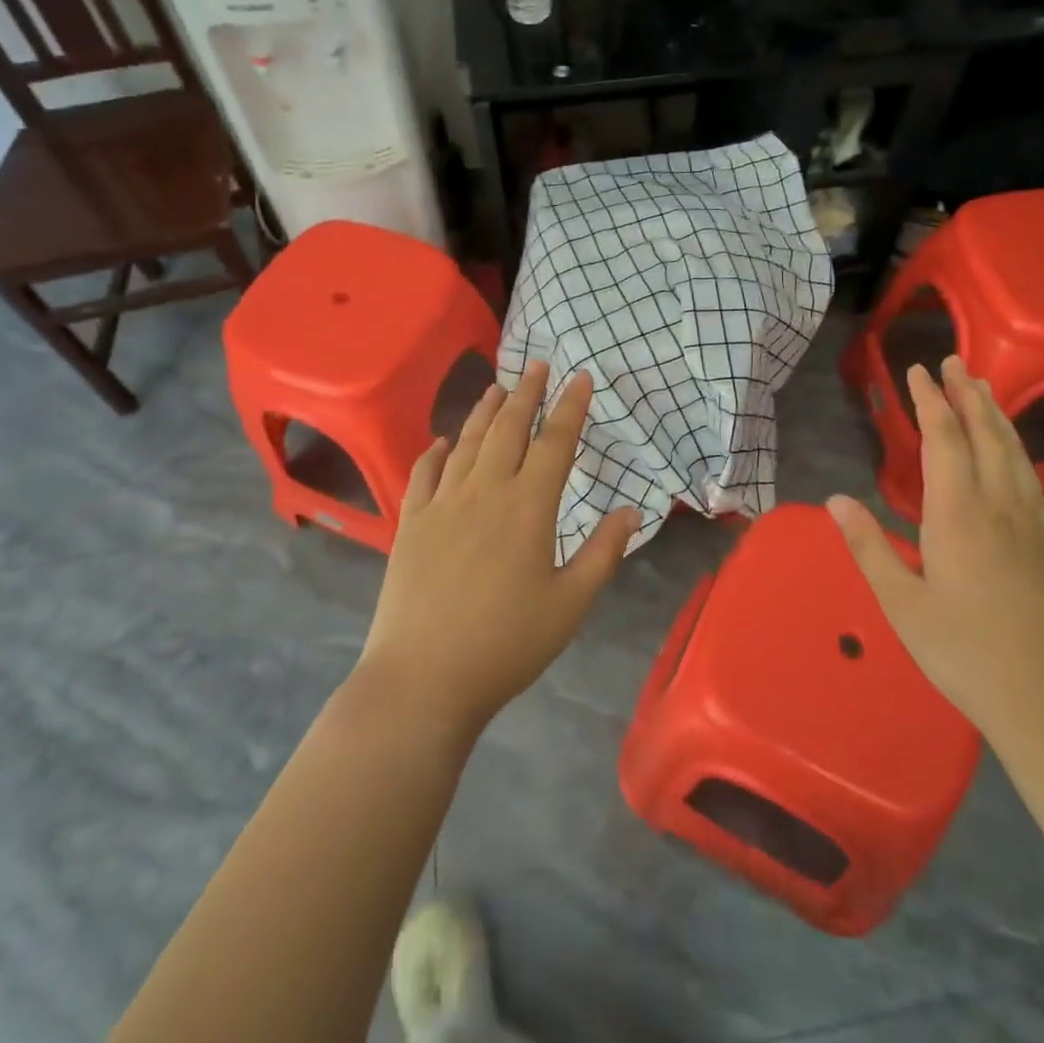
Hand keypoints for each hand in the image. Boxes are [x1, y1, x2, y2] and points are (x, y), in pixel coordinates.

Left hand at [354, 362, 640, 736]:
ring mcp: (443, 503)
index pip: (555, 442)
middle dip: (527, 393)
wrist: (423, 677)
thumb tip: (631, 510)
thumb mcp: (570, 604)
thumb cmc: (507, 644)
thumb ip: (603, 552)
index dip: (570, 407)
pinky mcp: (412, 522)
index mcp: (529, 507)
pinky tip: (443, 440)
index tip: (580, 378)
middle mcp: (485, 491)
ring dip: (485, 410)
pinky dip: (436, 450)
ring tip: (497, 386)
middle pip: (509, 428)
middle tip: (537, 365)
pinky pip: (425, 473)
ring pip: (468, 442)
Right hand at [827, 355, 1043, 744]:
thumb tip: (834, 498)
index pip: (945, 441)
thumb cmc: (963, 652)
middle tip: (953, 360)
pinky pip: (1030, 477)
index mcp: (960, 516)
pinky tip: (1011, 450)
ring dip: (994, 414)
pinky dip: (1015, 447)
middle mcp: (999, 507)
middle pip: (986, 435)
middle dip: (967, 394)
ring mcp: (1030, 525)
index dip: (930, 402)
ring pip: (1013, 452)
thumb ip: (868, 547)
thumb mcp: (901, 604)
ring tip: (982, 386)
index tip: (917, 371)